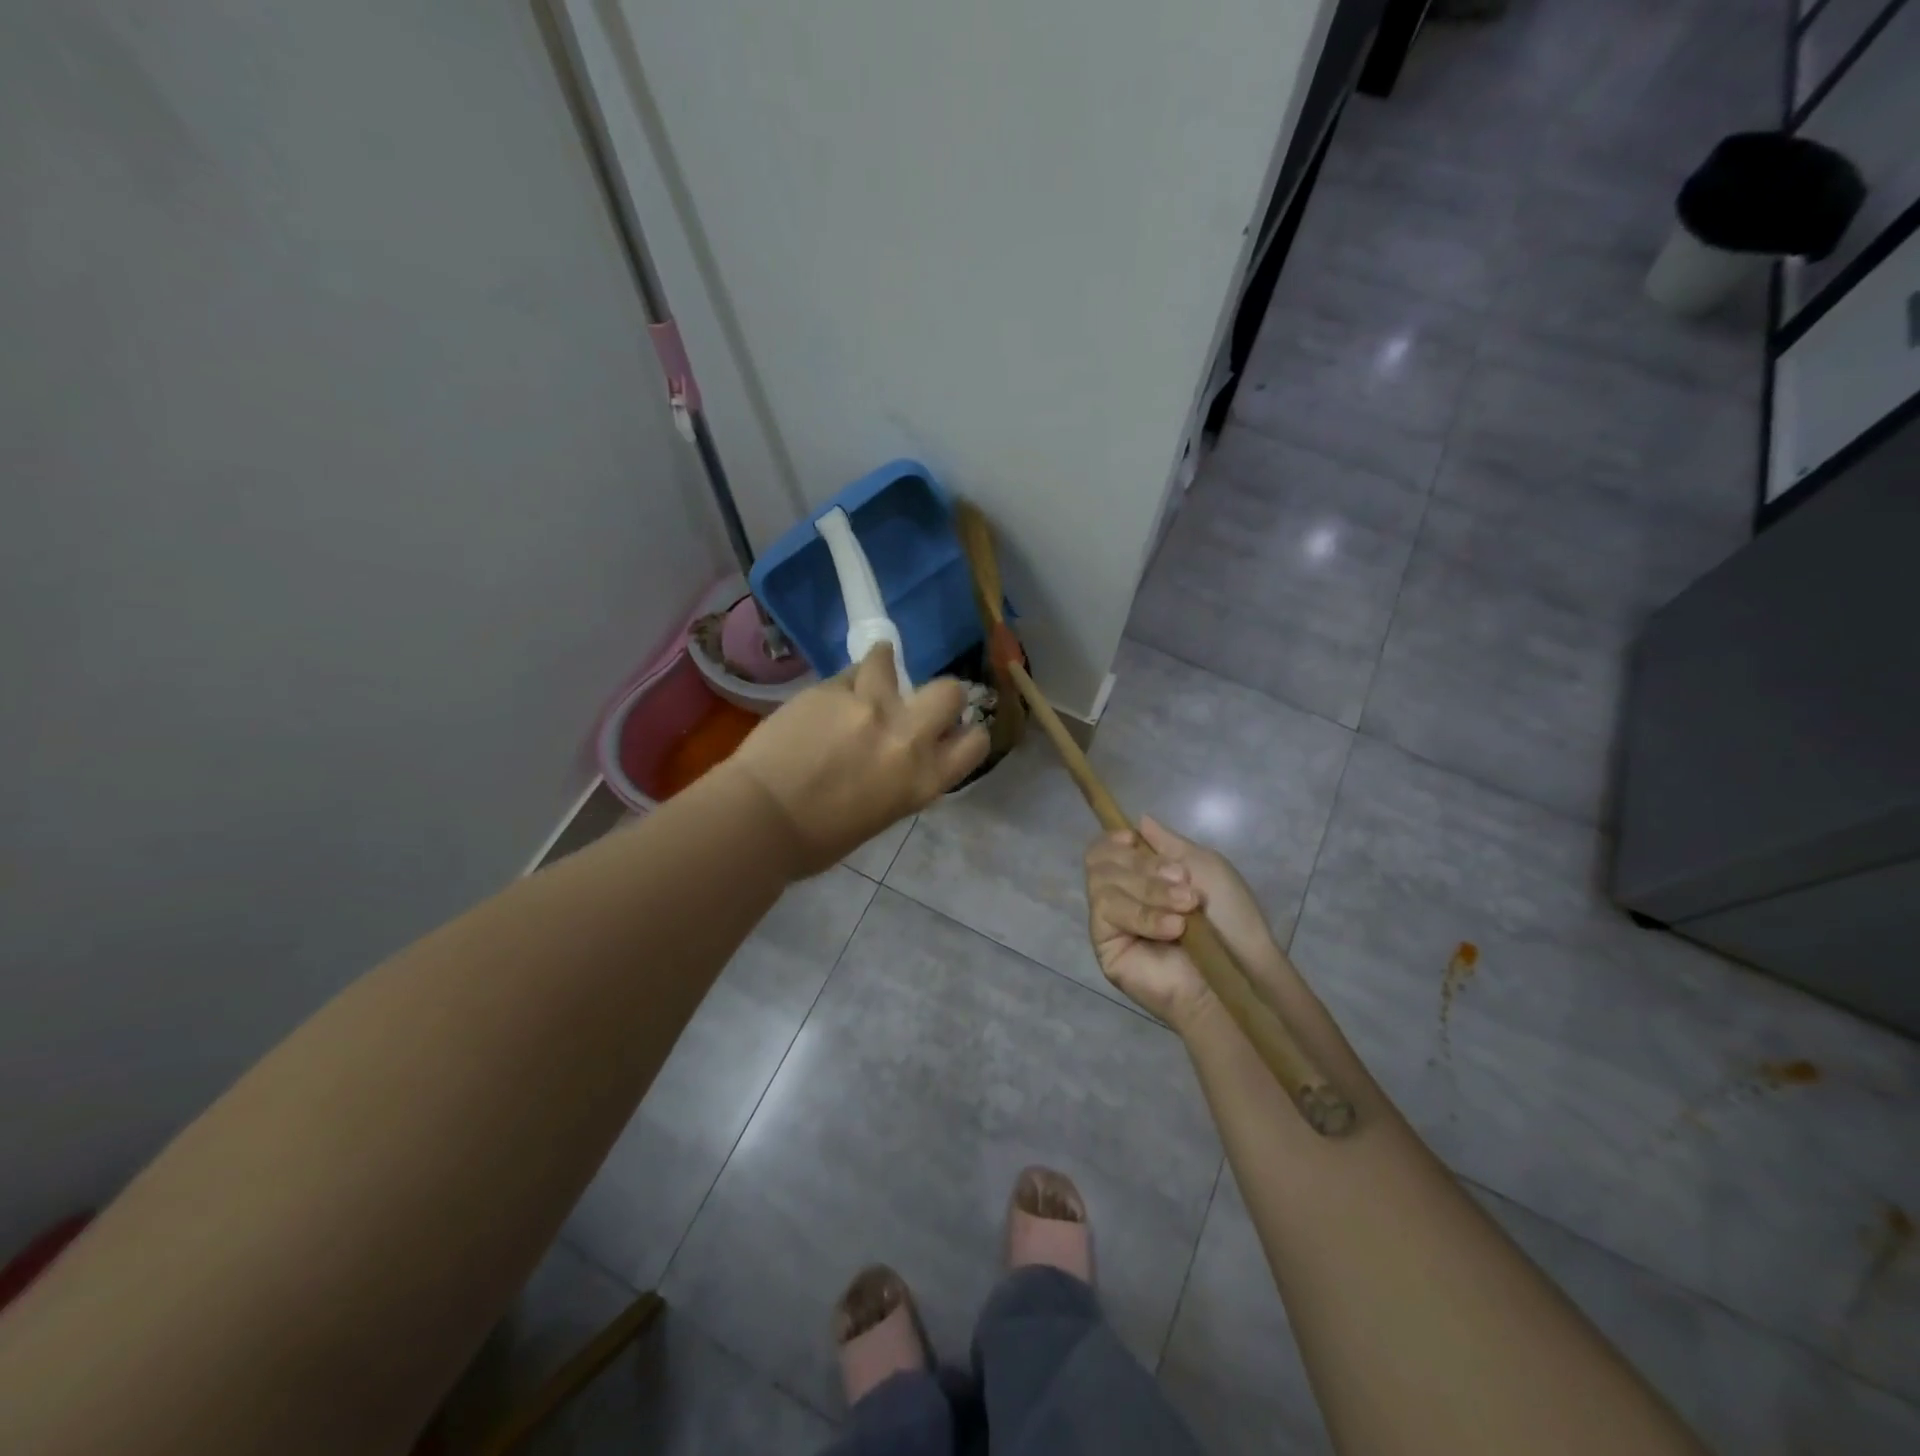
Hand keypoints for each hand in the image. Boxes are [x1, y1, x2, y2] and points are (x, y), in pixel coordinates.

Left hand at [728, 643, 988, 876]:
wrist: (760, 819)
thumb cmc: (818, 839)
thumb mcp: (881, 814)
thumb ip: (901, 777)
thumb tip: (900, 755)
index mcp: (923, 780)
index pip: (975, 742)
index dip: (966, 733)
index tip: (951, 732)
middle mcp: (907, 737)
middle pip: (950, 691)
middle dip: (941, 693)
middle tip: (916, 701)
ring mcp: (869, 706)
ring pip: (889, 663)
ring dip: (882, 666)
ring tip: (869, 675)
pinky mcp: (831, 688)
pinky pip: (846, 675)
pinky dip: (842, 684)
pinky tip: (825, 701)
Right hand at [1083, 817, 1276, 1028]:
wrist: (1240, 972)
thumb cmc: (1230, 919)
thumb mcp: (1204, 867)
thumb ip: (1168, 843)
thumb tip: (1139, 820)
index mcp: (1139, 877)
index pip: (1103, 851)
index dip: (1112, 840)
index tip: (1133, 840)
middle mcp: (1120, 897)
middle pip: (1099, 862)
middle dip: (1143, 867)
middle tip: (1182, 882)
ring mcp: (1109, 924)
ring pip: (1101, 885)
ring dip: (1148, 890)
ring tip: (1185, 908)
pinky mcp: (1106, 948)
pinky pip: (1106, 914)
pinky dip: (1142, 915)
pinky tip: (1173, 928)